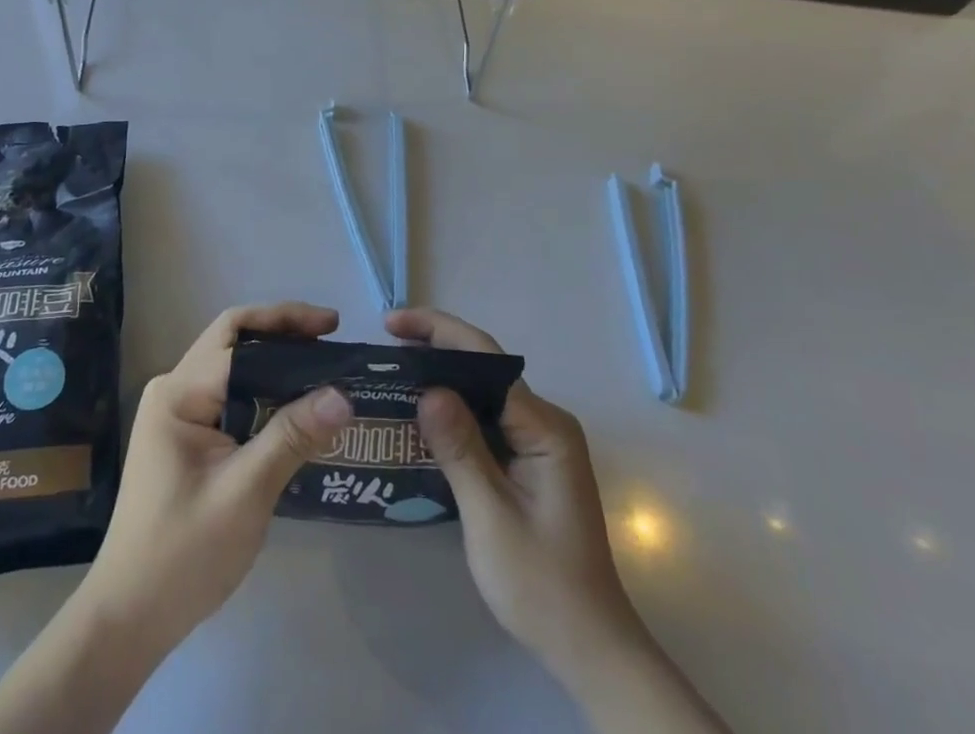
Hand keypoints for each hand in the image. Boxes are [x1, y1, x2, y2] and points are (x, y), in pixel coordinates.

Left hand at [79, 302, 351, 652]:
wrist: (129, 619)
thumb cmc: (183, 554)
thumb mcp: (245, 493)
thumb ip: (292, 437)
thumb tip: (342, 394)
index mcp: (179, 392)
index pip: (237, 334)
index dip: (287, 321)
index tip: (333, 327)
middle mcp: (175, 390)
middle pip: (235, 342)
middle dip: (284, 334)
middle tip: (332, 341)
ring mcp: (178, 414)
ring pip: (235, 369)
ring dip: (277, 364)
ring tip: (323, 370)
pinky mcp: (187, 439)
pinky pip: (232, 397)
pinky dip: (266, 393)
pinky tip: (297, 410)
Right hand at [385, 307, 640, 678]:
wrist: (590, 649)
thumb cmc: (541, 584)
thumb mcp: (491, 517)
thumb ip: (460, 449)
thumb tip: (427, 389)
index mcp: (544, 426)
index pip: (485, 358)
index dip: (437, 332)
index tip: (391, 325)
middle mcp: (546, 421)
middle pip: (484, 367)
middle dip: (435, 349)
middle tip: (385, 347)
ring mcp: (541, 441)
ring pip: (484, 392)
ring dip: (442, 379)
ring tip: (394, 373)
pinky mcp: (531, 461)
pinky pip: (488, 419)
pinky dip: (454, 412)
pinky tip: (423, 418)